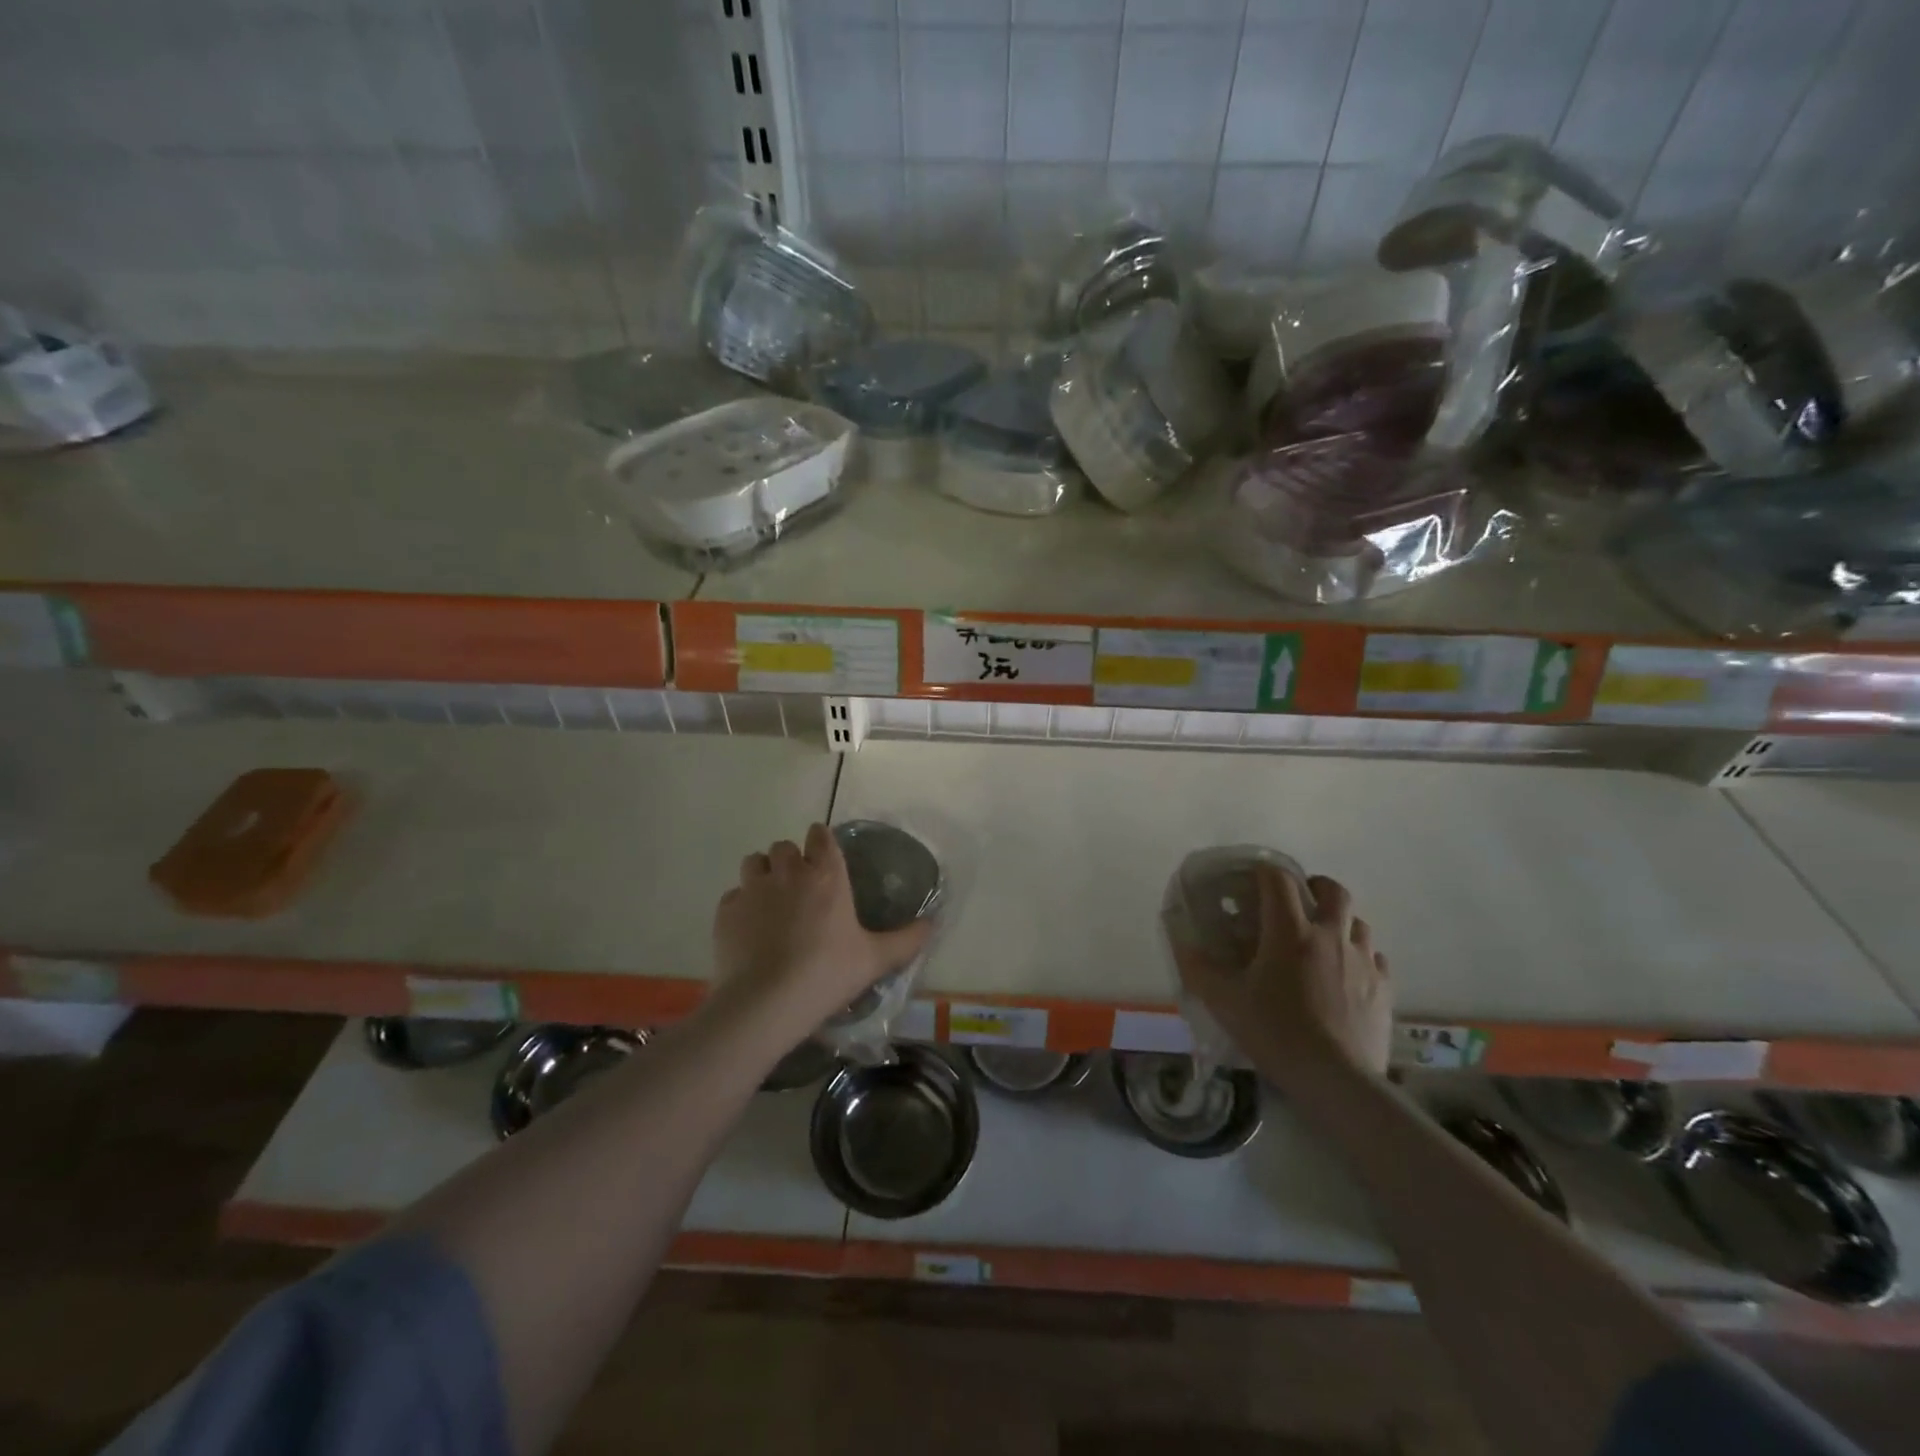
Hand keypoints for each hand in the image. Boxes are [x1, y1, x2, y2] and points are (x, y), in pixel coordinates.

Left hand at [712, 823, 933, 1027]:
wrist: (765, 1002)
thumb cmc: (826, 974)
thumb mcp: (875, 960)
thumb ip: (906, 940)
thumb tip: (932, 924)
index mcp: (826, 876)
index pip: (820, 836)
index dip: (821, 841)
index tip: (823, 855)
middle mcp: (788, 872)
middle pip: (784, 846)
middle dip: (790, 859)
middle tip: (798, 886)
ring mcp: (752, 889)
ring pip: (754, 862)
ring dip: (762, 873)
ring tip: (770, 900)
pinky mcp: (726, 911)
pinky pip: (733, 895)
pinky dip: (741, 905)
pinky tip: (749, 928)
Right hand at [1175, 865, 1391, 1087]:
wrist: (1337, 1080)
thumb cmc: (1276, 1033)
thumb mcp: (1225, 1002)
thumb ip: (1199, 969)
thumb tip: (1183, 944)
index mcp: (1290, 932)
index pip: (1279, 880)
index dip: (1265, 871)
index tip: (1252, 878)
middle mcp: (1330, 936)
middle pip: (1333, 891)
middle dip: (1315, 886)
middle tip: (1298, 899)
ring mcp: (1363, 961)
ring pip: (1358, 922)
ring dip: (1340, 921)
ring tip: (1323, 938)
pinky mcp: (1384, 988)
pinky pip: (1375, 957)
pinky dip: (1360, 955)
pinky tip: (1347, 973)